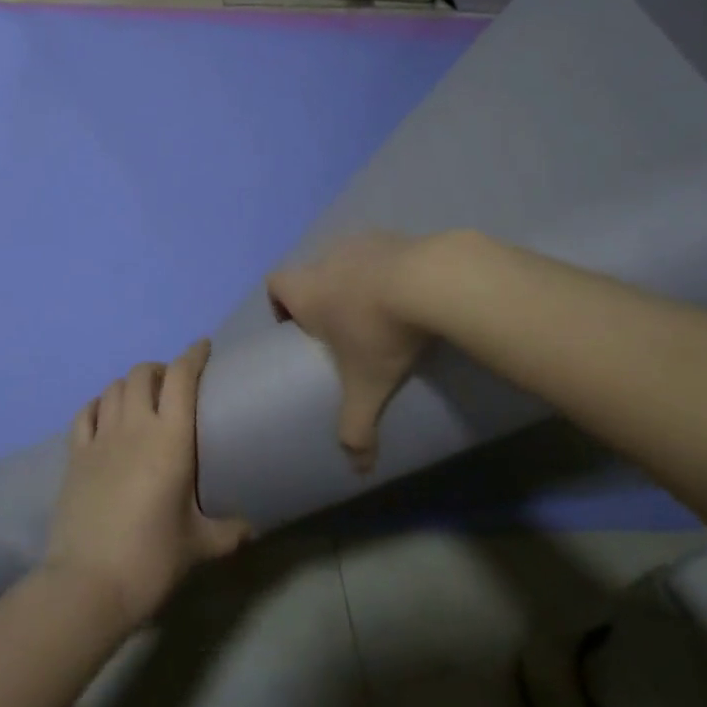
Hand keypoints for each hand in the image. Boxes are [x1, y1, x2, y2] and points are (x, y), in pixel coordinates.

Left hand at [45, 341, 250, 627]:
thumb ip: (227, 531)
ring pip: (113, 388)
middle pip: (143, 374)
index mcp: (170, 439)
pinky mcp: (74, 455)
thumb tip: (252, 528)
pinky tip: (105, 414)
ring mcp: (100, 438)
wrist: (88, 583)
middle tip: (173, 384)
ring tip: (141, 399)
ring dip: (129, 385)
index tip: (204, 346)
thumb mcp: (198, 546)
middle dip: (160, 369)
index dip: (193, 355)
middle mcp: (134, 426)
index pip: (181, 378)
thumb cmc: (151, 559)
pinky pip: (85, 413)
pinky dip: (98, 404)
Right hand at [267, 231, 433, 472]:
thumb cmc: (381, 332)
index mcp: (306, 290)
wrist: (433, 281)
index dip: (280, 304)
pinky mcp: (395, 236)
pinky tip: (411, 293)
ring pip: (346, 260)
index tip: (301, 330)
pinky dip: (388, 269)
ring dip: (356, 281)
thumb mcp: (368, 387)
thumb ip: (357, 428)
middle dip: (322, 298)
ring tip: (381, 312)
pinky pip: (381, 252)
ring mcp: (361, 242)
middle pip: (310, 273)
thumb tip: (358, 470)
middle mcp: (325, 260)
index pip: (274, 284)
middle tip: (344, 329)